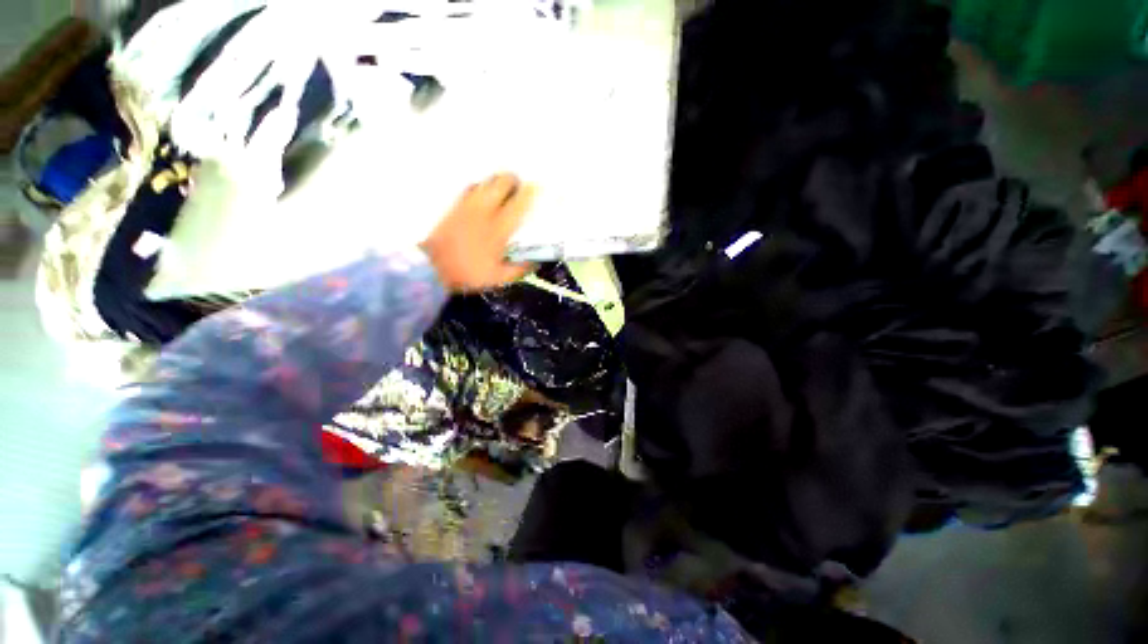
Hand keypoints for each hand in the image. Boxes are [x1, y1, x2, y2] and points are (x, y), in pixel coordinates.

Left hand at [423, 173, 535, 292]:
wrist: (432, 267)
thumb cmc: (468, 273)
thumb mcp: (498, 277)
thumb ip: (519, 269)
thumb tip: (536, 263)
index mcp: (499, 229)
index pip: (518, 204)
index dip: (530, 193)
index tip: (537, 187)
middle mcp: (485, 211)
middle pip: (502, 183)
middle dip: (514, 180)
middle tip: (520, 187)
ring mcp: (468, 206)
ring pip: (486, 181)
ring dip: (498, 181)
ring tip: (504, 188)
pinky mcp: (455, 205)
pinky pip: (471, 187)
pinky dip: (481, 186)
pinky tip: (483, 193)